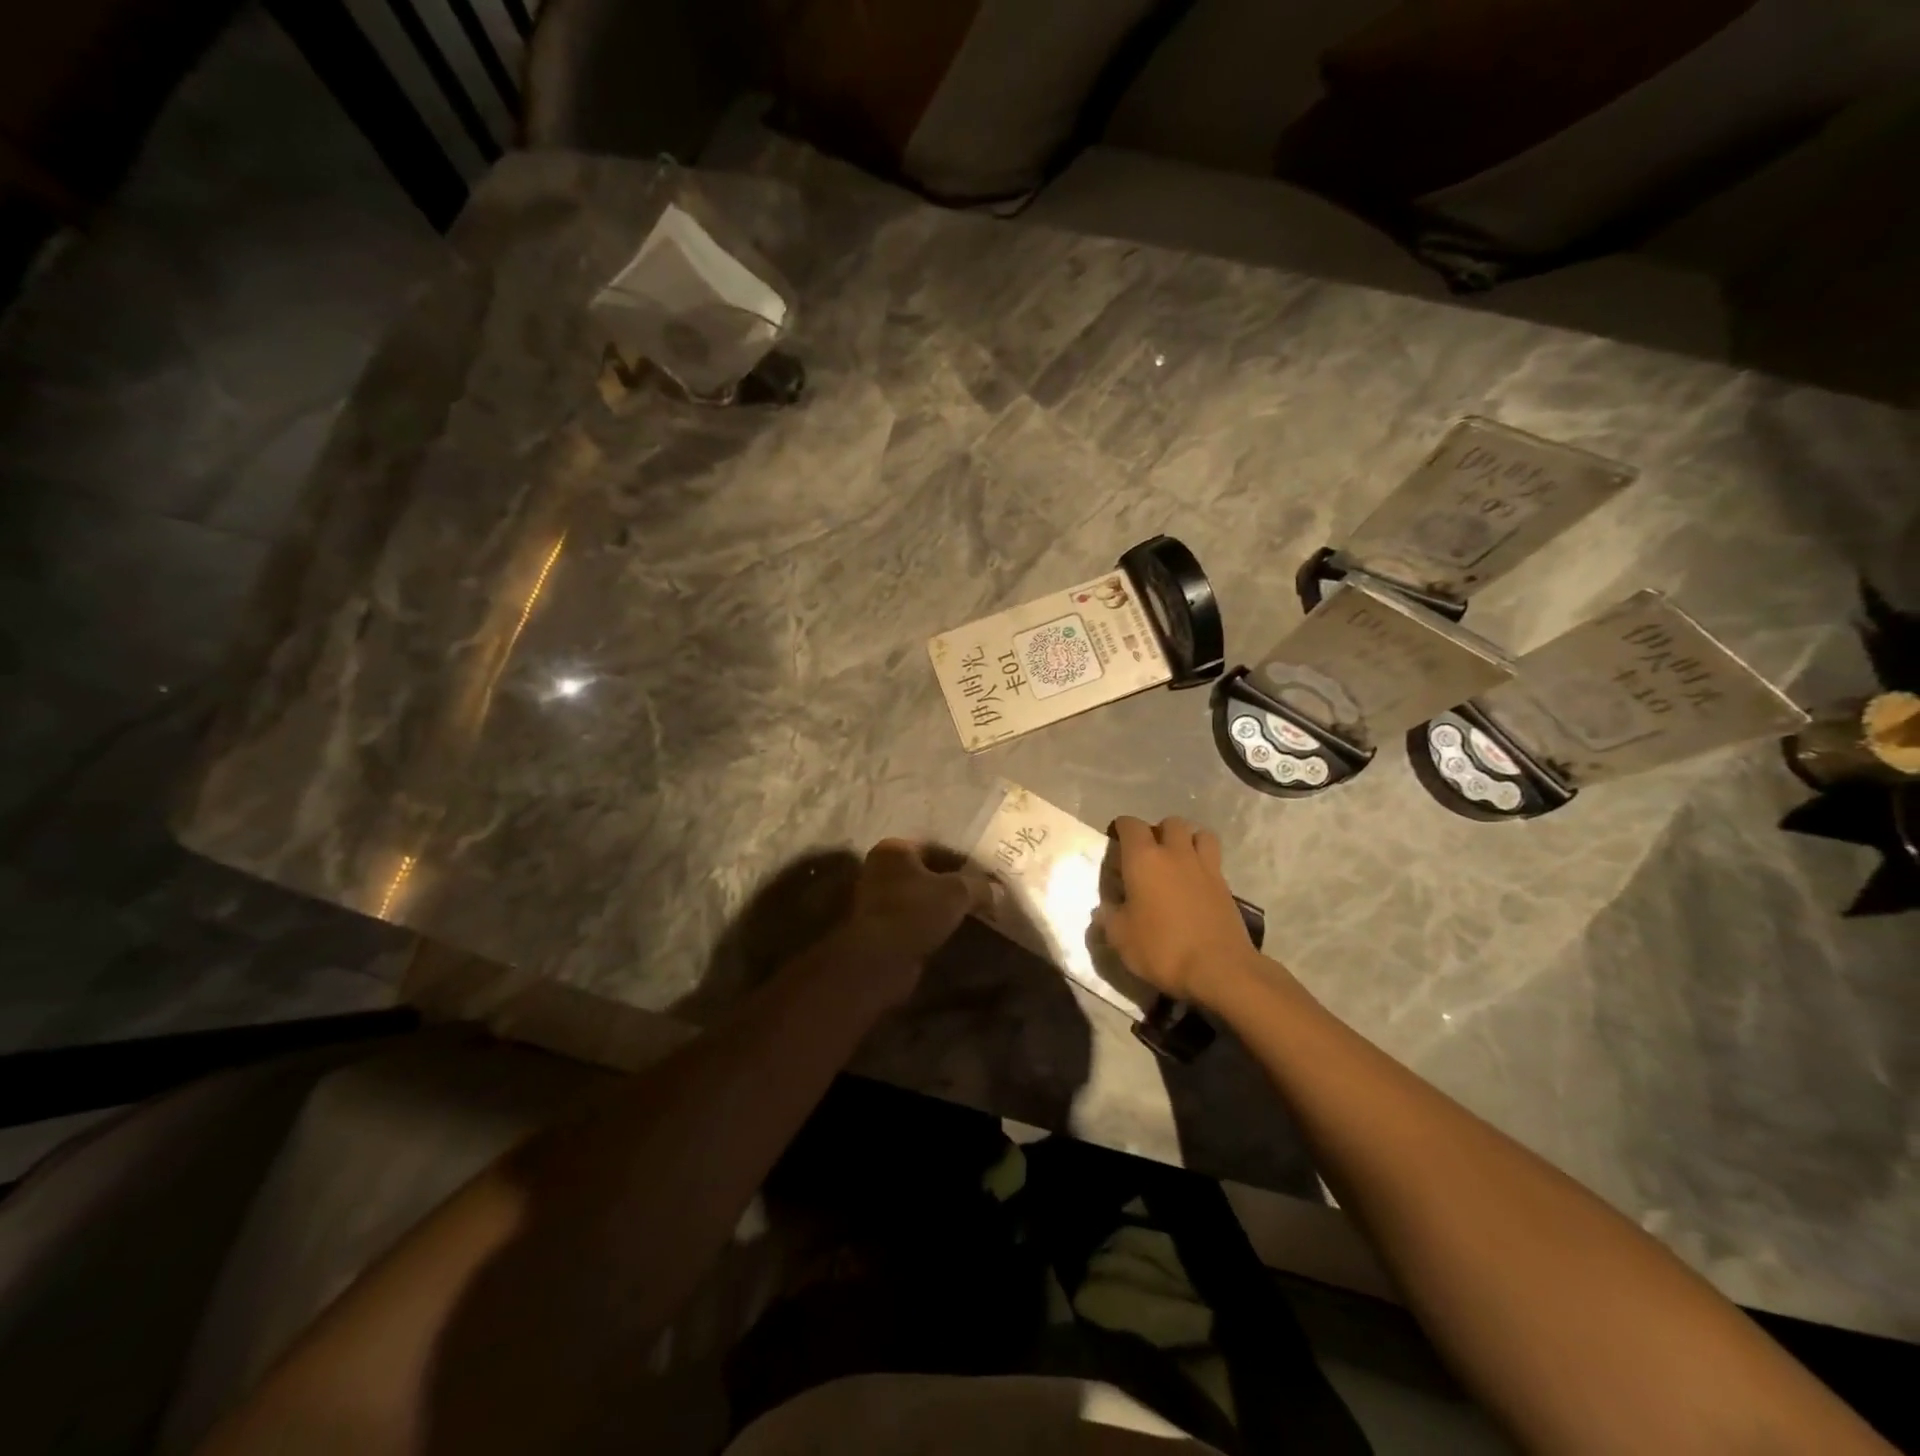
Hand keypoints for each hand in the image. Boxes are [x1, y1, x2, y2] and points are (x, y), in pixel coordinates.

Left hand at [833, 839, 992, 1003]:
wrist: (880, 960)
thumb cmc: (915, 912)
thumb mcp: (958, 892)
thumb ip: (980, 886)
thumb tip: (998, 890)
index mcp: (893, 850)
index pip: (936, 847)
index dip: (963, 861)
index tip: (985, 875)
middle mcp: (881, 869)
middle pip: (927, 872)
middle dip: (953, 883)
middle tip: (982, 893)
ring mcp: (878, 899)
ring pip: (921, 897)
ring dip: (943, 905)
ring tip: (973, 913)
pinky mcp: (881, 927)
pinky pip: (915, 918)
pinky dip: (933, 923)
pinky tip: (953, 930)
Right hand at [1095, 816, 1263, 1006]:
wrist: (1219, 969)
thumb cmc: (1162, 948)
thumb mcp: (1120, 938)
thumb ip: (1109, 917)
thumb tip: (1104, 908)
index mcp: (1144, 859)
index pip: (1130, 825)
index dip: (1121, 827)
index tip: (1115, 839)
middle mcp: (1175, 853)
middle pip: (1170, 823)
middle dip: (1158, 831)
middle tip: (1149, 852)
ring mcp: (1205, 867)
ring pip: (1200, 834)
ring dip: (1188, 840)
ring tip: (1178, 859)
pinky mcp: (1226, 886)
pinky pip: (1214, 860)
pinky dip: (1204, 863)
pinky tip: (1195, 884)